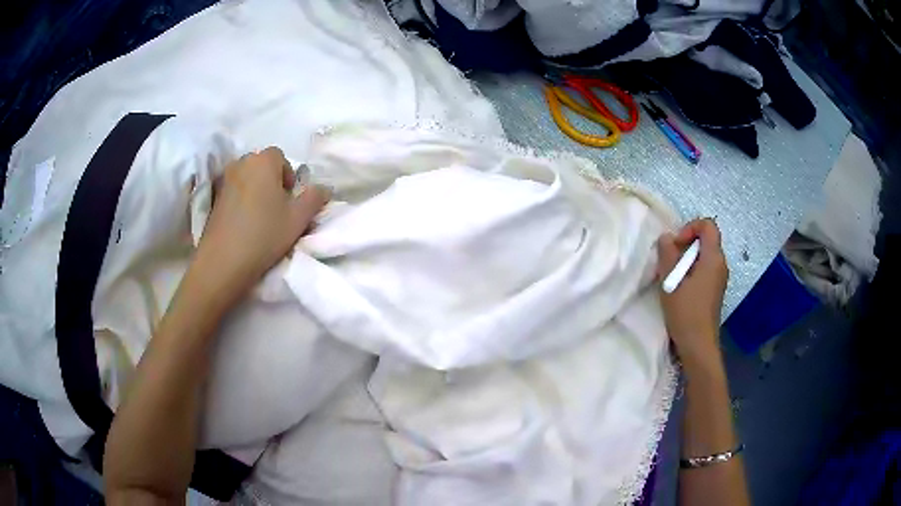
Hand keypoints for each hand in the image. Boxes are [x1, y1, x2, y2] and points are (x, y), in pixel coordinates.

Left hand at [191, 147, 328, 307]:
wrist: (224, 261)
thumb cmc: (264, 234)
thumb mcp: (299, 218)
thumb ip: (315, 198)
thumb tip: (324, 188)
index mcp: (263, 161)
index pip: (280, 157)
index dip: (288, 176)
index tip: (289, 200)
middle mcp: (241, 162)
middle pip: (261, 165)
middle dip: (271, 181)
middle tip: (277, 208)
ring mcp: (224, 180)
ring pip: (246, 178)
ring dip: (255, 190)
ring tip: (260, 216)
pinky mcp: (213, 198)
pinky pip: (233, 191)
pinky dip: (240, 200)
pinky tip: (243, 222)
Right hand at [657, 218, 728, 371]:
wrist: (698, 345)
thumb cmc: (686, 312)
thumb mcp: (671, 281)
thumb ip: (667, 255)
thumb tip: (666, 238)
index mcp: (713, 258)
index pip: (708, 225)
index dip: (690, 227)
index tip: (676, 244)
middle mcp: (721, 264)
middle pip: (706, 240)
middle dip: (686, 244)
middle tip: (670, 261)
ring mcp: (719, 278)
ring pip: (704, 255)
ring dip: (687, 259)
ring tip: (672, 276)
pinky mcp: (715, 290)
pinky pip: (705, 269)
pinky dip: (692, 271)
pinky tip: (680, 288)